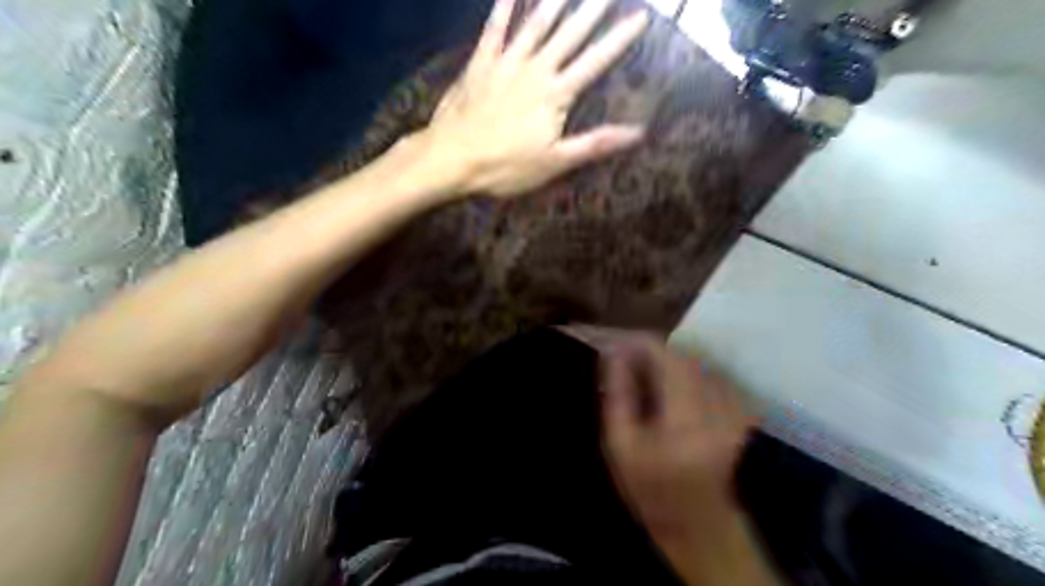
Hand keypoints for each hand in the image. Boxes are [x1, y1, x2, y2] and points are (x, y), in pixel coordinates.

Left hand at [415, 0, 645, 199]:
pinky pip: (494, 29)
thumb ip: (595, 143)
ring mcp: (506, 63)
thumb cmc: (506, 167)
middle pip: (569, 34)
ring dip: (554, 0)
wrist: (452, 158)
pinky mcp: (480, 64)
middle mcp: (535, 69)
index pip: (595, 61)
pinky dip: (503, 8)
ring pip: (536, 24)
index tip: (641, 16)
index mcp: (556, 94)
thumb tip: (637, 131)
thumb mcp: (555, 162)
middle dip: (592, 9)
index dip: (619, 39)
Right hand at [595, 333, 761, 547]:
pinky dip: (681, 372)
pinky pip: (705, 374)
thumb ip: (619, 393)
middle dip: (650, 351)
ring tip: (640, 373)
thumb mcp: (621, 444)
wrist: (698, 523)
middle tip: (623, 359)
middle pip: (682, 355)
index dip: (638, 342)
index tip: (614, 344)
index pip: (665, 356)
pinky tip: (665, 388)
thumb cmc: (652, 488)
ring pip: (694, 361)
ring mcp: (732, 406)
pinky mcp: (737, 409)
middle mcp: (717, 404)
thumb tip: (615, 352)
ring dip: (665, 360)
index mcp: (687, 415)